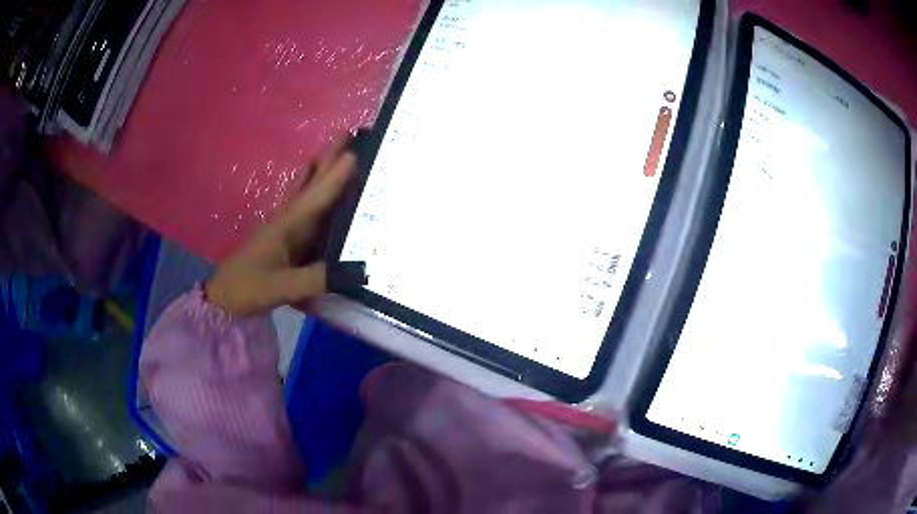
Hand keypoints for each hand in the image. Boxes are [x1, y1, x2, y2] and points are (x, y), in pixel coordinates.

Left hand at [206, 137, 356, 315]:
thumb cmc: (248, 288)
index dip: (335, 177)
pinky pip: (305, 208)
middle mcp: (287, 219)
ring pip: (306, 192)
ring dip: (321, 170)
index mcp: (286, 226)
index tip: (355, 154)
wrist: (224, 296)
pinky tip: (317, 189)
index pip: (315, 197)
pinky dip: (313, 191)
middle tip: (349, 135)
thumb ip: (315, 279)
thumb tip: (356, 271)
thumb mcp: (280, 287)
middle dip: (329, 160)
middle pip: (311, 184)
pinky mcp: (285, 239)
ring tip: (337, 151)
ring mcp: (285, 228)